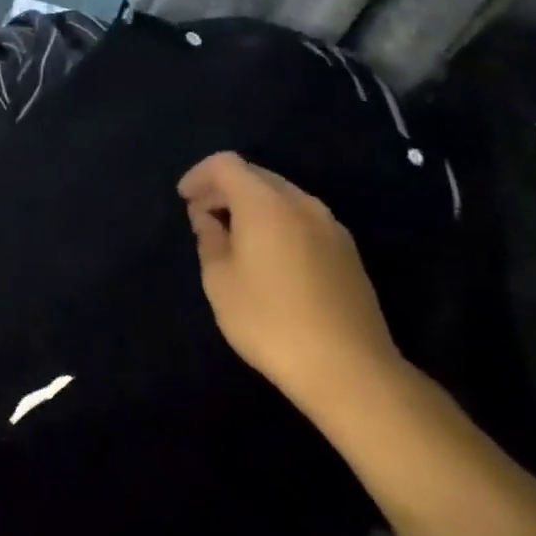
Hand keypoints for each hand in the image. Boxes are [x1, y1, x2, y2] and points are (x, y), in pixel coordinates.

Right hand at [179, 152, 402, 417]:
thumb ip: (209, 239)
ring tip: (234, 238)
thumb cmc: (271, 321)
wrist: (350, 371)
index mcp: (265, 203)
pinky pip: (302, 218)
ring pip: (281, 196)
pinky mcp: (347, 252)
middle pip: (255, 175)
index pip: (226, 164)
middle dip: (225, 189)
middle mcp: (301, 203)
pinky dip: (277, 222)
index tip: (185, 200)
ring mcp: (330, 226)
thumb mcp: (220, 281)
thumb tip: (208, 218)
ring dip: (252, 206)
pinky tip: (269, 257)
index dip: (199, 175)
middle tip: (203, 217)